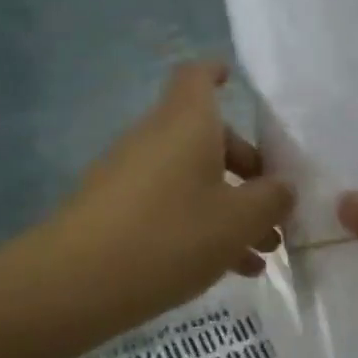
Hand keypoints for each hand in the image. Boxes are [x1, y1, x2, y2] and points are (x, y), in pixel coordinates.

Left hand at [53, 63, 292, 332]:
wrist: (74, 284)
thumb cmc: (170, 235)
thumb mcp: (238, 221)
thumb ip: (272, 199)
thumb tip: (283, 188)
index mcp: (187, 123)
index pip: (198, 77)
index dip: (218, 73)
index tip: (236, 82)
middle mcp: (157, 139)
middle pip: (207, 137)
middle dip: (247, 169)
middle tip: (274, 207)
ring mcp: (131, 175)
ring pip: (193, 179)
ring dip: (230, 207)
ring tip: (262, 253)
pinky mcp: (116, 212)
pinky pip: (170, 206)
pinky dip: (201, 226)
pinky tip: (229, 270)